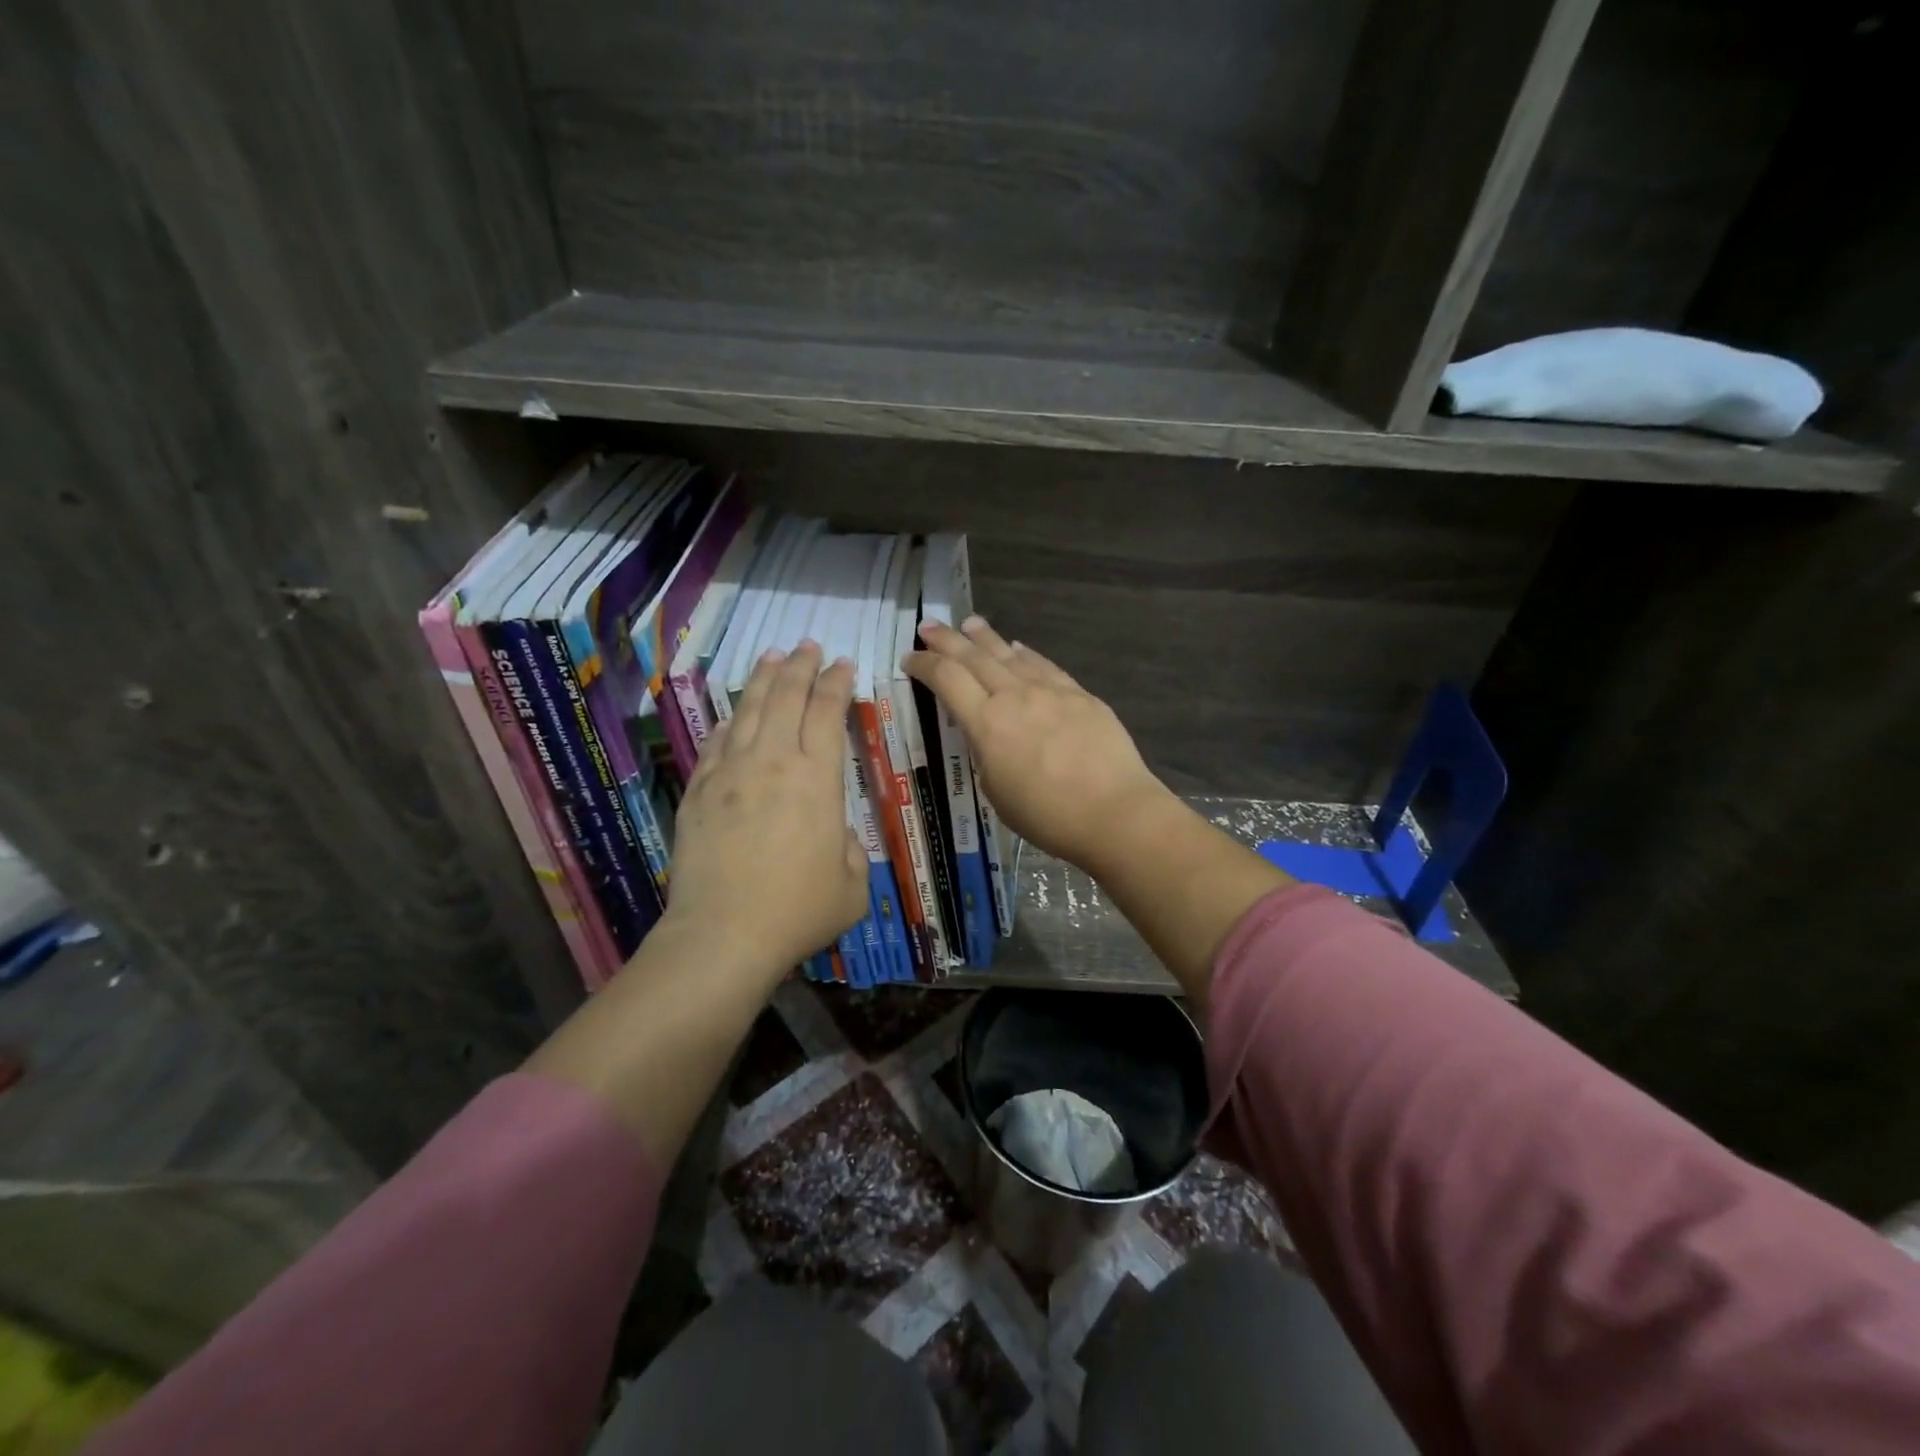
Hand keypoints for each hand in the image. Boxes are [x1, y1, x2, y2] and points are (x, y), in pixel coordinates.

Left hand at [664, 642, 867, 980]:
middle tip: (809, 646)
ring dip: (763, 681)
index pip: (827, 714)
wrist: (724, 934)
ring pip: (749, 711)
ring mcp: (730, 774)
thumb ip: (850, 847)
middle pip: (787, 698)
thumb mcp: (853, 884)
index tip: (844, 665)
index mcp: (817, 779)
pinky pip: (717, 743)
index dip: (837, 684)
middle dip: (801, 667)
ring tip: (773, 658)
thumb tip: (833, 832)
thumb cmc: (799, 910)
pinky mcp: (699, 792)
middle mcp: (772, 763)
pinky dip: (730, 722)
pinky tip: (735, 714)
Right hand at [905, 616, 1174, 871]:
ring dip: (986, 638)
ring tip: (970, 623)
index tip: (910, 659)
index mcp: (986, 723)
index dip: (924, 665)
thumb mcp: (996, 791)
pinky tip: (1020, 648)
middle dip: (947, 639)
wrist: (1114, 811)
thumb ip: (986, 754)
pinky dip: (1026, 654)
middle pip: (974, 657)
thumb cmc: (1047, 815)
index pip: (946, 679)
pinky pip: (1045, 666)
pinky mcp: (1080, 695)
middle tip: (929, 625)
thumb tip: (989, 733)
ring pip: (1010, 654)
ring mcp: (1050, 691)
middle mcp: (1014, 696)